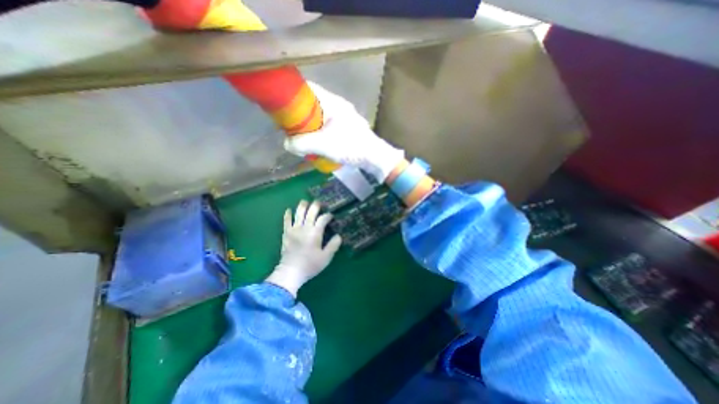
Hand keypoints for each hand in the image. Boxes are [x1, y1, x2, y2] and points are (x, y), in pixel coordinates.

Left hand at [265, 200, 340, 296]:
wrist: (291, 272)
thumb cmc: (310, 265)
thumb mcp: (326, 257)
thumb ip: (333, 245)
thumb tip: (338, 236)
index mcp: (315, 233)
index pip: (323, 219)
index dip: (328, 215)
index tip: (331, 216)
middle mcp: (305, 228)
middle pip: (310, 212)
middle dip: (315, 206)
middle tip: (319, 203)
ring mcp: (294, 229)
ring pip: (298, 213)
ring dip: (302, 206)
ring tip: (305, 201)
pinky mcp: (286, 233)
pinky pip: (286, 221)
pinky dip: (287, 215)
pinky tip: (289, 210)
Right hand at [282, 81, 402, 180]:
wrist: (375, 157)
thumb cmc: (351, 147)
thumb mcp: (324, 145)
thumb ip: (303, 144)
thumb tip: (287, 144)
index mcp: (333, 103)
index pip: (308, 89)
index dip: (292, 94)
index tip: (280, 105)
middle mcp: (337, 107)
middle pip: (312, 104)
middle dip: (298, 115)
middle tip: (288, 127)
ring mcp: (342, 118)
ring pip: (318, 117)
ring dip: (308, 126)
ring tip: (300, 138)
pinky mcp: (345, 129)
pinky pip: (325, 127)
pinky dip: (317, 133)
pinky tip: (314, 144)